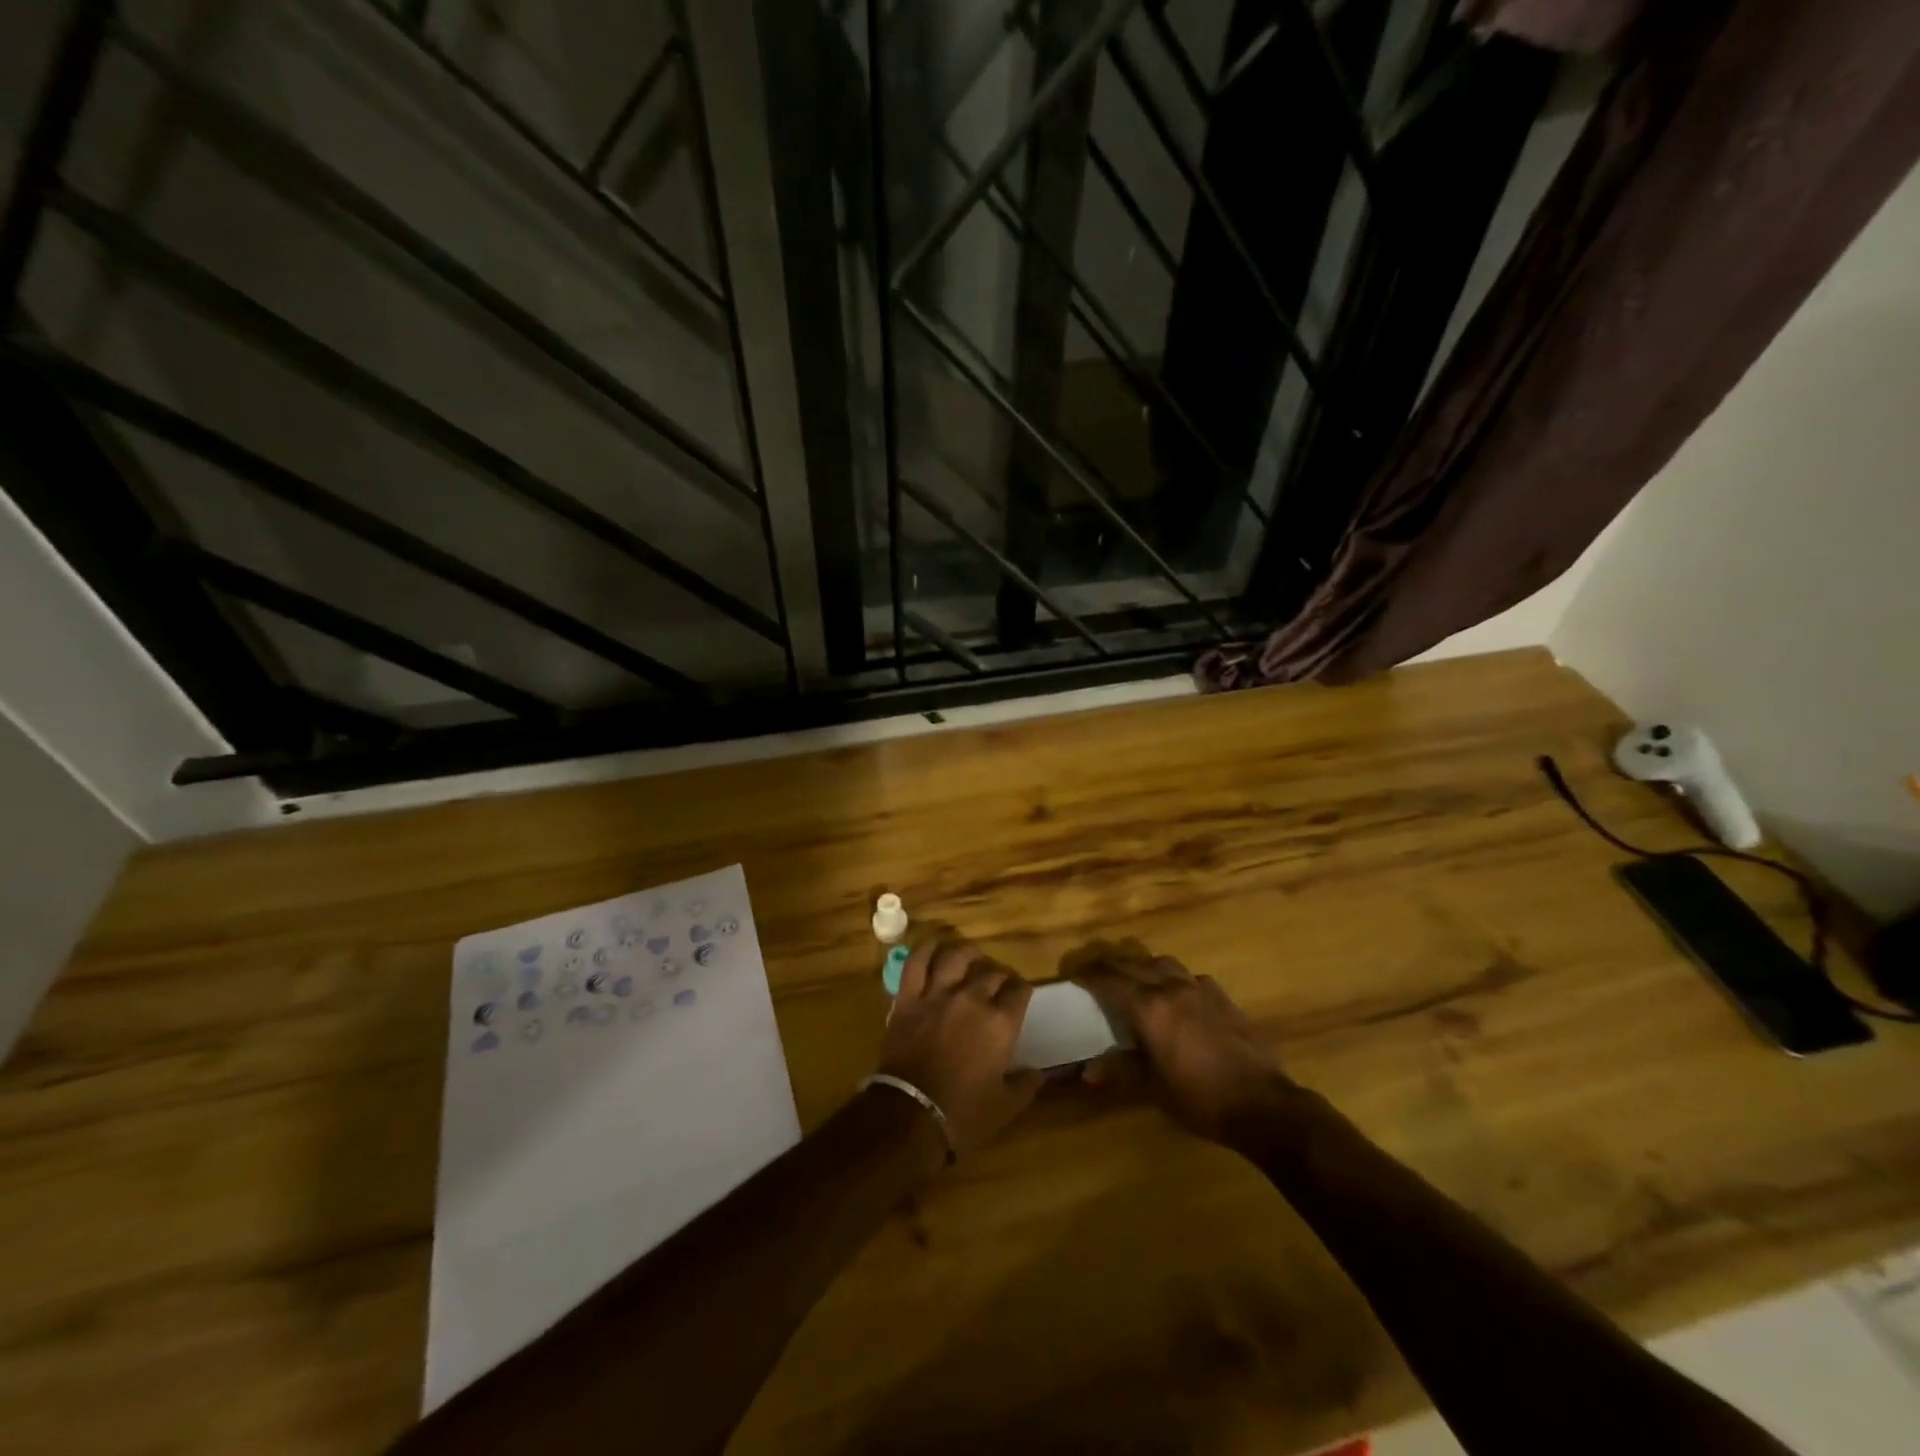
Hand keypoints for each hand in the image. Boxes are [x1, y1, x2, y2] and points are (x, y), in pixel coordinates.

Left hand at [877, 940, 1043, 1157]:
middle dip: (998, 975)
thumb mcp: (1006, 1105)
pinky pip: (917, 962)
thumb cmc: (964, 1114)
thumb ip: (1026, 1084)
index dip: (1022, 990)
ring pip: (956, 957)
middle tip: (997, 984)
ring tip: (970, 957)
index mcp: (1001, 1023)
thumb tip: (1040, 1072)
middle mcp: (972, 999)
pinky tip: (934, 946)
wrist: (911, 1115)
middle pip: (991, 972)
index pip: (1020, 991)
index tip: (1020, 996)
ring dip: (967, 954)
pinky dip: (926, 949)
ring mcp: (938, 994)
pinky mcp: (909, 997)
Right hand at [1070, 943, 1298, 1148]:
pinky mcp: (1222, 997)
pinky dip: (1173, 979)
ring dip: (1141, 966)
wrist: (1263, 1105)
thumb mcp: (1153, 1089)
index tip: (1072, 976)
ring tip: (1133, 981)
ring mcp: (1200, 988)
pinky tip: (1176, 997)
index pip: (1109, 979)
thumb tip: (1087, 1071)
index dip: (1087, 975)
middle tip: (1093, 975)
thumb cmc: (1201, 1098)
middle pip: (1132, 964)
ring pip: (1162, 962)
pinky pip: (1189, 976)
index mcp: (1149, 1007)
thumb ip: (1119, 1072)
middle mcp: (1171, 987)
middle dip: (1108, 966)